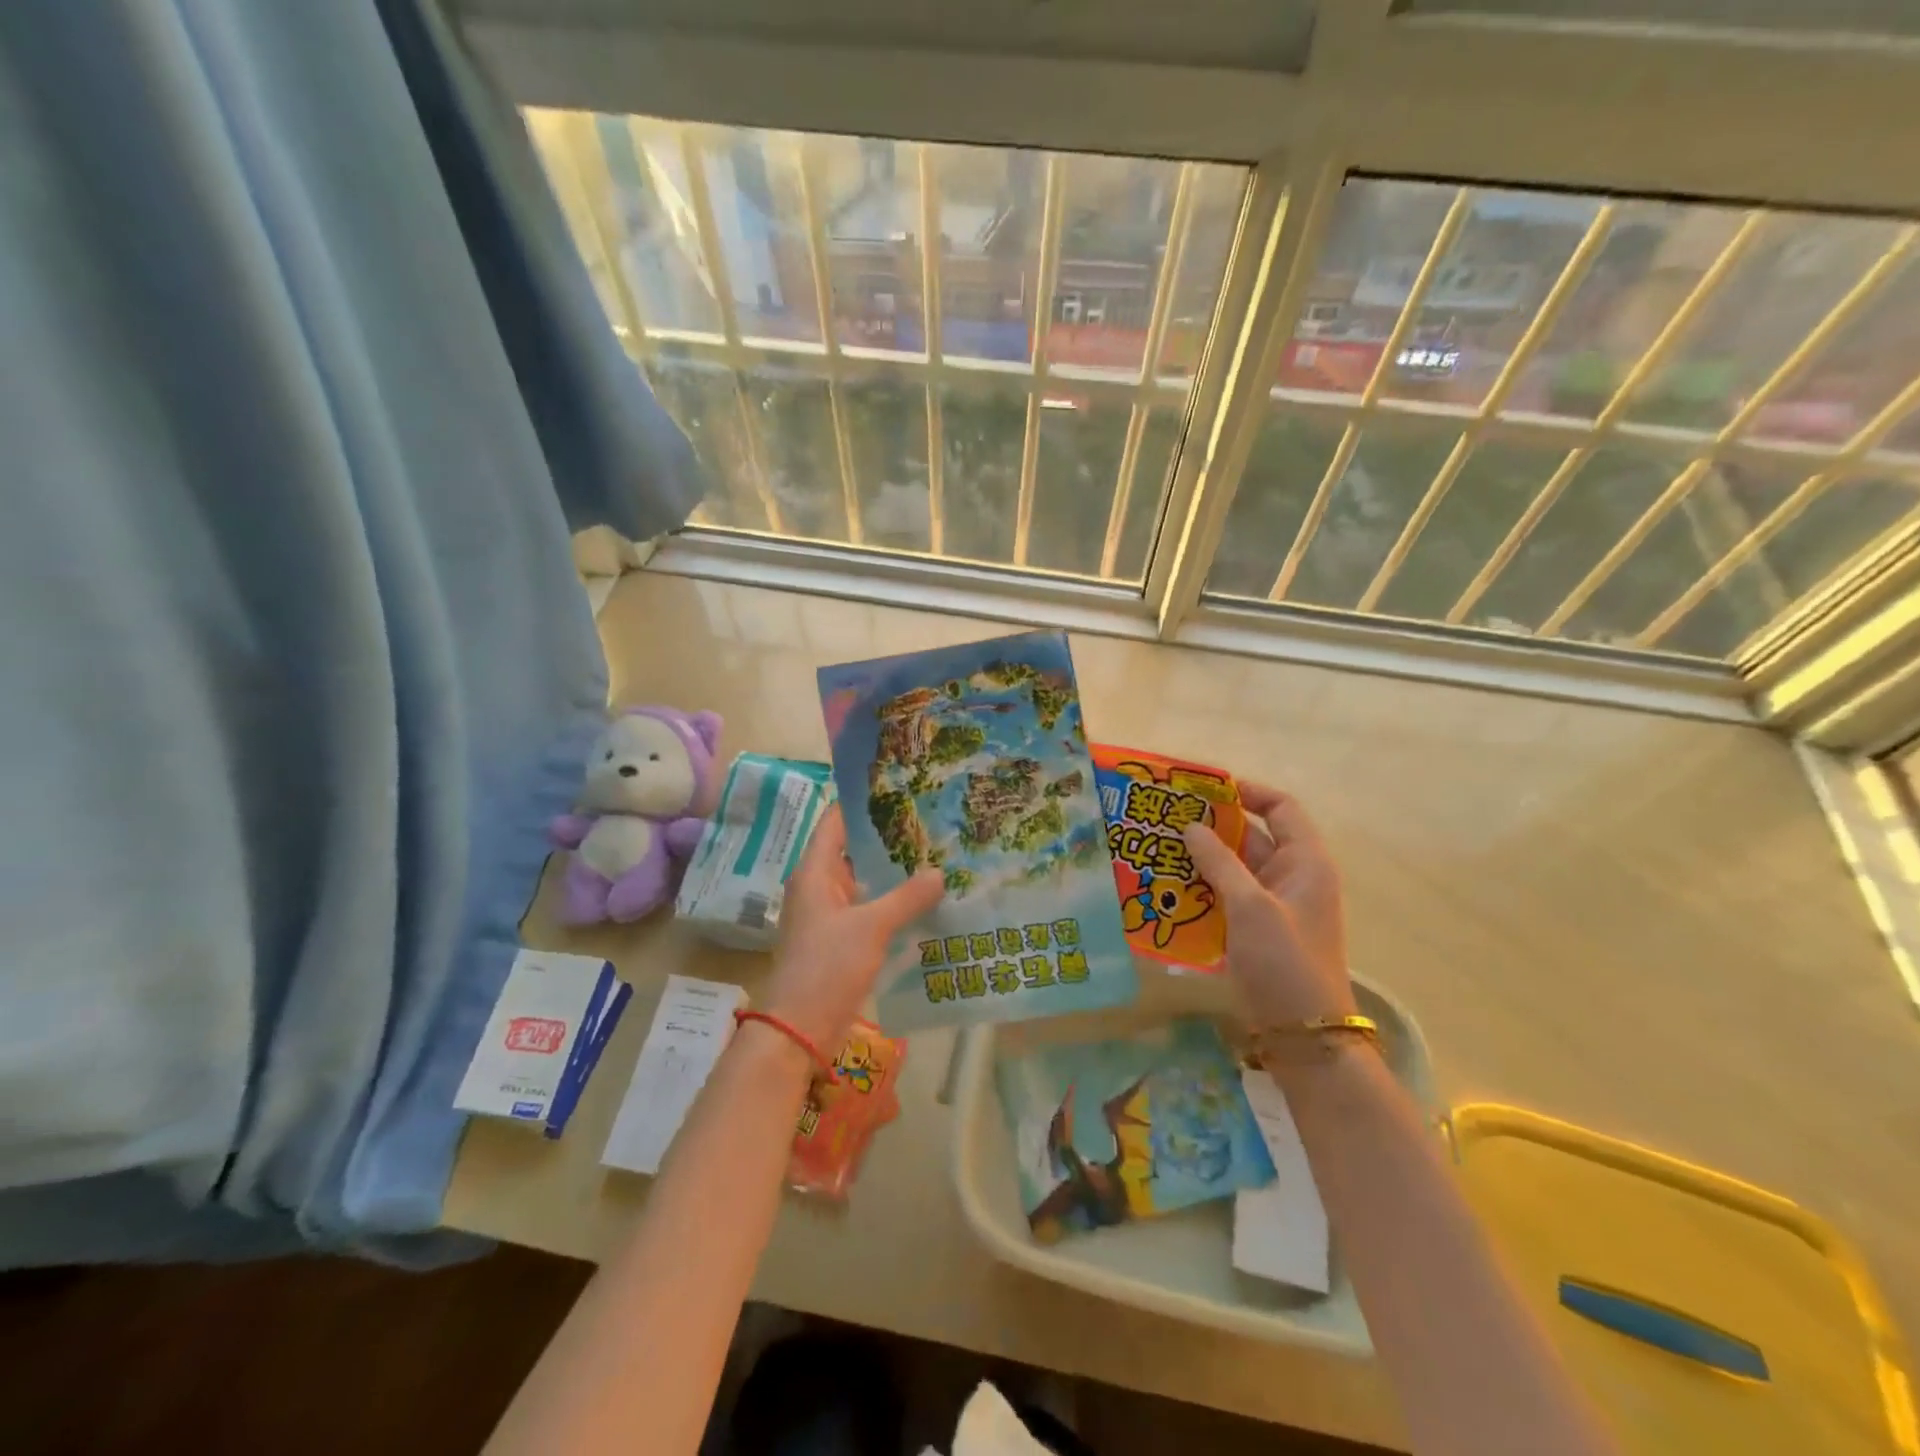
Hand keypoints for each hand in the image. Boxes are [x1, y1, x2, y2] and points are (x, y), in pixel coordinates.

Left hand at [766, 807, 944, 1052]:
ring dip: (892, 871)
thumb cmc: (827, 967)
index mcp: (815, 872)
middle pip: (853, 849)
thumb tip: (940, 872)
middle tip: (930, 819)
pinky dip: (892, 901)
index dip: (863, 802)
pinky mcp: (840, 939)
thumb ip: (907, 897)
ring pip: (864, 881)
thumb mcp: (871, 928)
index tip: (899, 786)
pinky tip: (924, 899)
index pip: (836, 821)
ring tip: (935, 853)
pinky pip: (868, 909)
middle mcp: (819, 886)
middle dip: (888, 837)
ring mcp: (829, 914)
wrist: (799, 1029)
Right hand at [1182, 783, 1354, 1028]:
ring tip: (1156, 848)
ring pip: (1233, 868)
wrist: (1304, 1034)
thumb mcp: (1250, 906)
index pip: (1281, 808)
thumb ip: (1219, 862)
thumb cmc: (1284, 961)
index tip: (1204, 789)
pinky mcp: (1256, 929)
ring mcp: (1274, 904)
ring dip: (1200, 858)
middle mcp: (1292, 876)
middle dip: (1210, 826)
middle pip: (1251, 836)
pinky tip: (1167, 887)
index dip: (1246, 792)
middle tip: (1164, 818)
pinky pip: (1226, 895)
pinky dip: (1201, 887)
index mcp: (1305, 861)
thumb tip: (1190, 826)